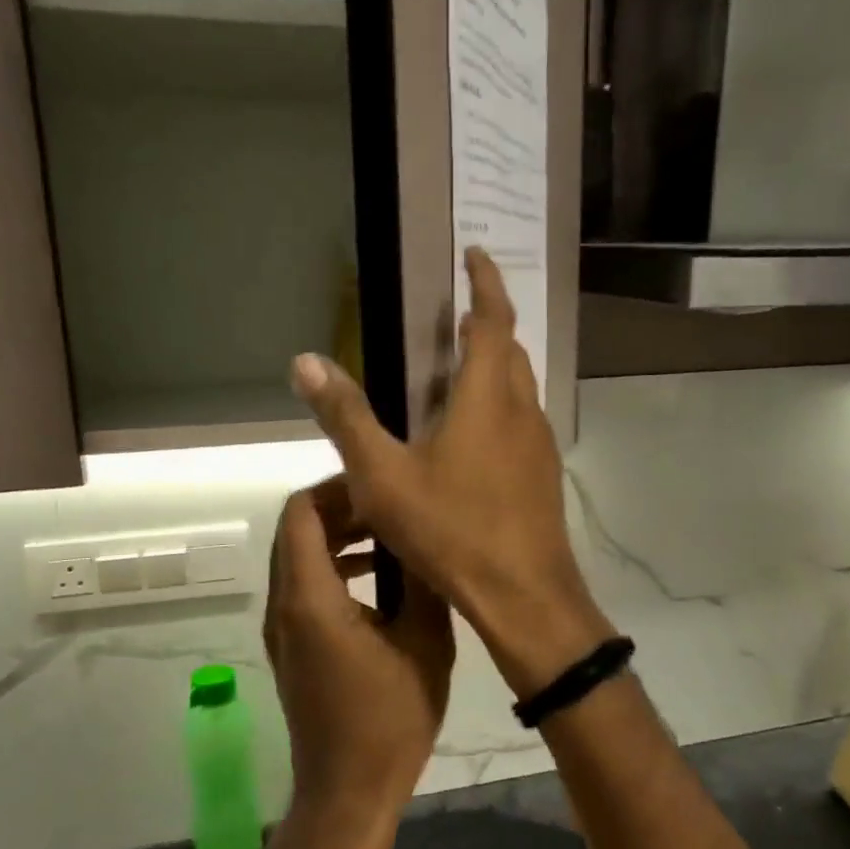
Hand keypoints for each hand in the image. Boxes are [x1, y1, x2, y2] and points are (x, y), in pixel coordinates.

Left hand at [263, 477, 453, 848]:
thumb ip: (423, 582)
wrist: (347, 794)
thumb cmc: (389, 722)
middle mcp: (283, 605)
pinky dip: (333, 567)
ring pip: (298, 556)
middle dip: (342, 508)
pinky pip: (303, 585)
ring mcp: (282, 628)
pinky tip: (378, 579)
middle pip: (297, 529)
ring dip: (338, 537)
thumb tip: (425, 534)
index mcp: (310, 599)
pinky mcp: (291, 646)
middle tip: (393, 505)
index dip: (338, 487)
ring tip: (390, 535)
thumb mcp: (425, 645)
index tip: (383, 486)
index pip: (301, 512)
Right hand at [291, 248, 615, 697]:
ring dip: (497, 366)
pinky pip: (523, 421)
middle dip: (489, 324)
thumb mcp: (385, 476)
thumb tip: (305, 361)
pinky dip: (501, 406)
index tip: (475, 255)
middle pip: (510, 351)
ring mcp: (539, 444)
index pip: (493, 319)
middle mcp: (521, 410)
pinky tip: (476, 438)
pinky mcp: (544, 475)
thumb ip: (346, 417)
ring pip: (521, 387)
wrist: (524, 594)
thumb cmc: (453, 530)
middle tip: (460, 317)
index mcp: (486, 397)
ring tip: (461, 371)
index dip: (485, 282)